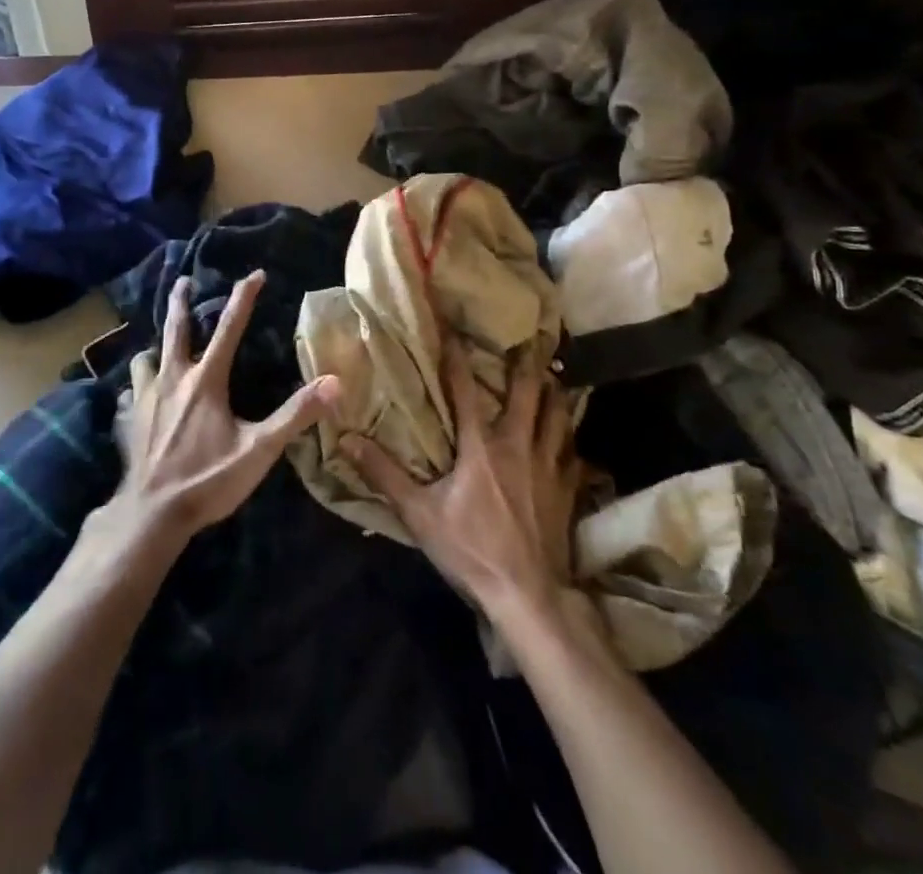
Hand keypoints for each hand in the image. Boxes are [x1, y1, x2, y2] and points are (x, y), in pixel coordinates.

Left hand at [107, 271, 339, 546]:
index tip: (254, 273)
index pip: (228, 328)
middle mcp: (172, 378)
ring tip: (159, 347)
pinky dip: (137, 387)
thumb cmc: (207, 480)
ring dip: (155, 347)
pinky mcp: (128, 420)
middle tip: (183, 280)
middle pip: (175, 328)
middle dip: (180, 301)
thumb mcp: (259, 450)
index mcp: (205, 381)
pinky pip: (130, 392)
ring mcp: (145, 398)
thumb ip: (296, 415)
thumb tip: (334, 383)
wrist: (151, 514)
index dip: (243, 298)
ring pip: (146, 358)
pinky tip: (139, 396)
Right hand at [342, 340, 583, 623]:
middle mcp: (519, 446)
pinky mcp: (567, 491)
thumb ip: (384, 474)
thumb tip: (348, 439)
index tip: (455, 327)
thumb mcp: (419, 513)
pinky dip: (570, 442)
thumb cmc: (471, 549)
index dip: (457, 355)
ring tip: (555, 379)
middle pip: (528, 394)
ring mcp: (549, 467)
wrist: (529, 596)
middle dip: (527, 365)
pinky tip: (570, 442)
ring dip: (555, 396)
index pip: (466, 388)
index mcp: (481, 446)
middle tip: (529, 342)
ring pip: (558, 418)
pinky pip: (573, 455)